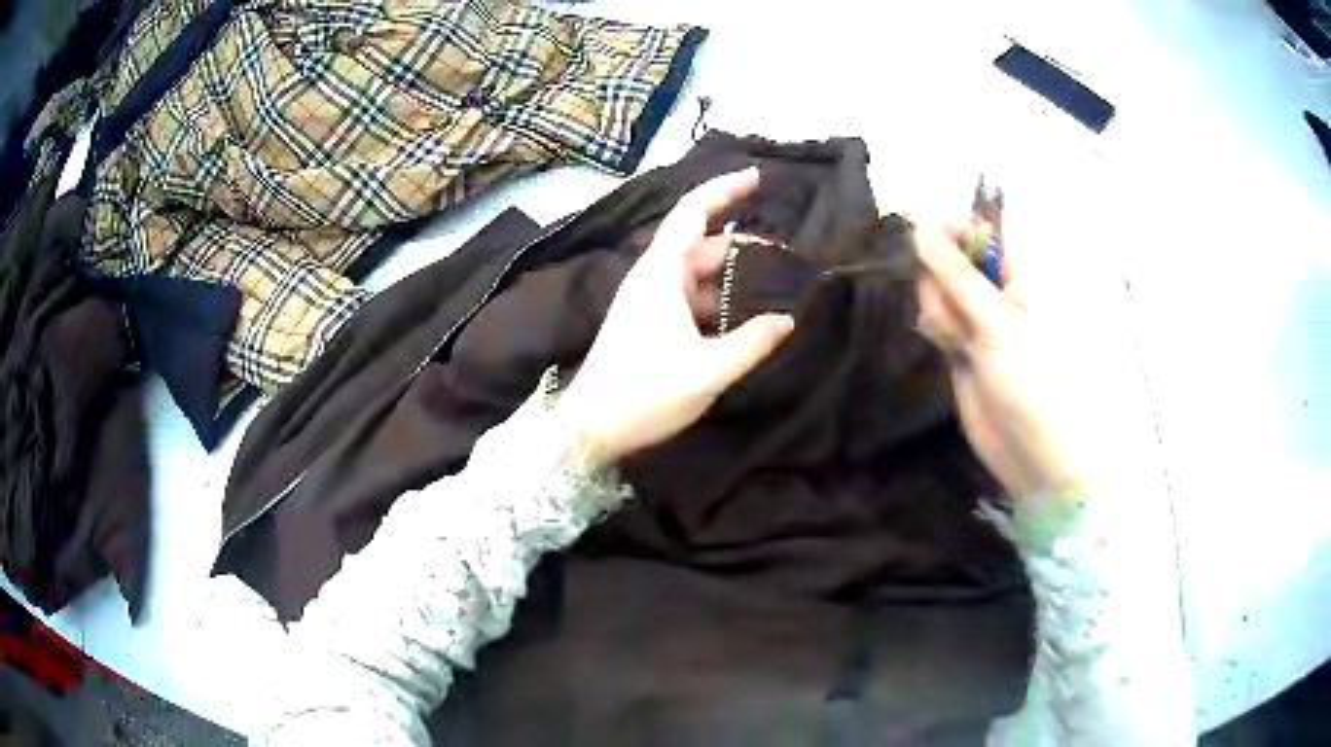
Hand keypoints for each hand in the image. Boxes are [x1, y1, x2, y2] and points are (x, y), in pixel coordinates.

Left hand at [556, 169, 794, 465]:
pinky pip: (690, 299)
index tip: (756, 178)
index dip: (723, 190)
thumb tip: (786, 320)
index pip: (692, 213)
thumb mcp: (706, 371)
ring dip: (731, 277)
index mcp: (659, 275)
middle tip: (787, 257)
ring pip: (697, 274)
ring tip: (774, 289)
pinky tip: (743, 318)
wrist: (589, 430)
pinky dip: (717, 301)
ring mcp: (649, 302)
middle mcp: (652, 279)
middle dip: (743, 246)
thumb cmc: (642, 396)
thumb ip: (751, 342)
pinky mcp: (649, 325)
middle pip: (701, 245)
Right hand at [914, 221, 1087, 501]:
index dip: (950, 226)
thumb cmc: (1031, 380)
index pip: (981, 233)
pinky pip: (939, 320)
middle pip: (952, 258)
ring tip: (955, 338)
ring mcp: (978, 321)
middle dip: (941, 274)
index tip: (919, 226)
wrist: (1032, 454)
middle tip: (952, 306)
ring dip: (939, 306)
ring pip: (941, 291)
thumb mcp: (996, 322)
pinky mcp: (962, 348)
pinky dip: (936, 326)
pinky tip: (944, 342)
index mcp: (1019, 277)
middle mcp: (998, 293)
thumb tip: (922, 226)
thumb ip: (957, 275)